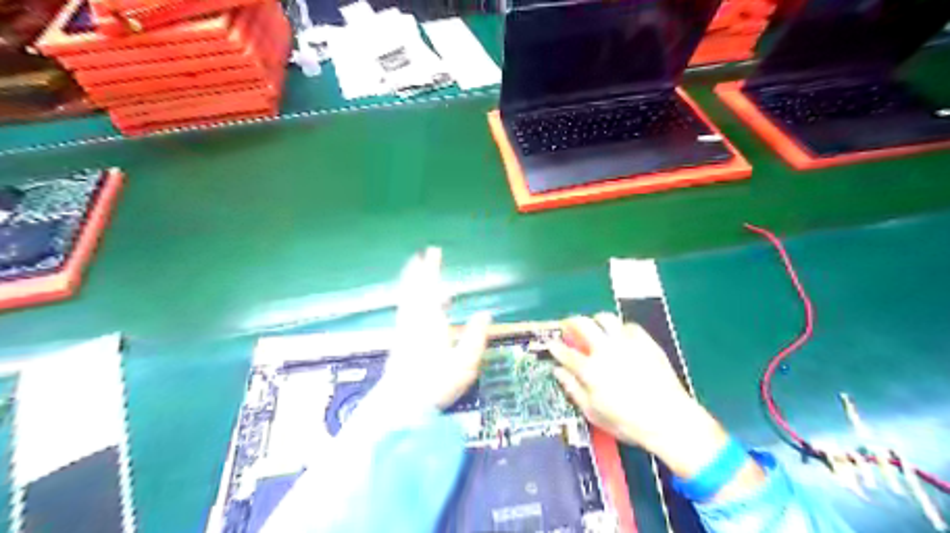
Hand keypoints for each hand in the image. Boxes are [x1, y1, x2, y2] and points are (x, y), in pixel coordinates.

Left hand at [384, 247, 493, 410]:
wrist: (400, 405)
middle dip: (419, 271)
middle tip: (421, 254)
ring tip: (415, 269)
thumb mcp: (464, 364)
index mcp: (431, 323)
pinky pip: (404, 309)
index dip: (432, 270)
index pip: (431, 289)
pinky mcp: (399, 340)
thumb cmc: (435, 385)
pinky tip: (412, 300)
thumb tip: (486, 314)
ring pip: (407, 298)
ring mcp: (404, 330)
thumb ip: (475, 337)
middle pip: (415, 289)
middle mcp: (415, 321)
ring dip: (410, 281)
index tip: (433, 252)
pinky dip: (407, 297)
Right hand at [549, 315, 732, 479]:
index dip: (554, 346)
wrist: (669, 419)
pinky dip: (620, 329)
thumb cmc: (628, 422)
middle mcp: (605, 350)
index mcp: (590, 370)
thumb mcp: (594, 412)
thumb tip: (558, 372)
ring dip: (595, 320)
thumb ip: (573, 390)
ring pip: (605, 318)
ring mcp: (626, 343)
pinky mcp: (645, 341)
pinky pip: (628, 326)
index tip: (551, 343)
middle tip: (568, 325)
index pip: (565, 352)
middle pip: (582, 324)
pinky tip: (620, 338)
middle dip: (570, 322)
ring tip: (594, 326)